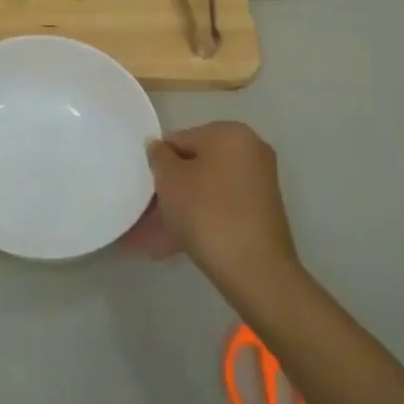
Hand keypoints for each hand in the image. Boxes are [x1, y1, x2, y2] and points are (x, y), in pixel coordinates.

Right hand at [144, 122, 297, 302]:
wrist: (256, 270)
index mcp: (229, 133)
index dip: (157, 164)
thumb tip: (159, 148)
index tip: (142, 190)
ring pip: (205, 192)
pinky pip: (219, 209)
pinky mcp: (261, 214)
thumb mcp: (170, 180)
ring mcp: (258, 184)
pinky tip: (171, 248)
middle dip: (168, 192)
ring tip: (152, 243)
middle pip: (194, 167)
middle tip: (144, 217)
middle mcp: (249, 151)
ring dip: (178, 212)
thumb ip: (159, 157)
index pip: (179, 140)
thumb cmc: (206, 212)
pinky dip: (197, 222)